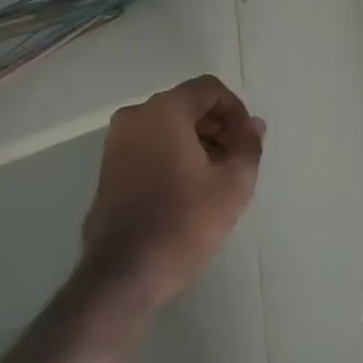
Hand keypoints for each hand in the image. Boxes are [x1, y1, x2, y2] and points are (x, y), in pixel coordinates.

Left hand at [83, 75, 263, 307]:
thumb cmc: (184, 222)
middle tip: (236, 159)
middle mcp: (136, 116)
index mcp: (165, 111)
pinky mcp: (108, 168)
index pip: (208, 89)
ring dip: (196, 140)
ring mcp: (117, 142)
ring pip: (167, 125)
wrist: (124, 273)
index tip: (247, 141)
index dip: (235, 110)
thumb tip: (254, 125)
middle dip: (217, 125)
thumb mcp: (233, 185)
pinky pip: (149, 144)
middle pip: (187, 104)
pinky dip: (172, 153)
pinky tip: (188, 187)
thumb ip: (248, 146)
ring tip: (216, 176)